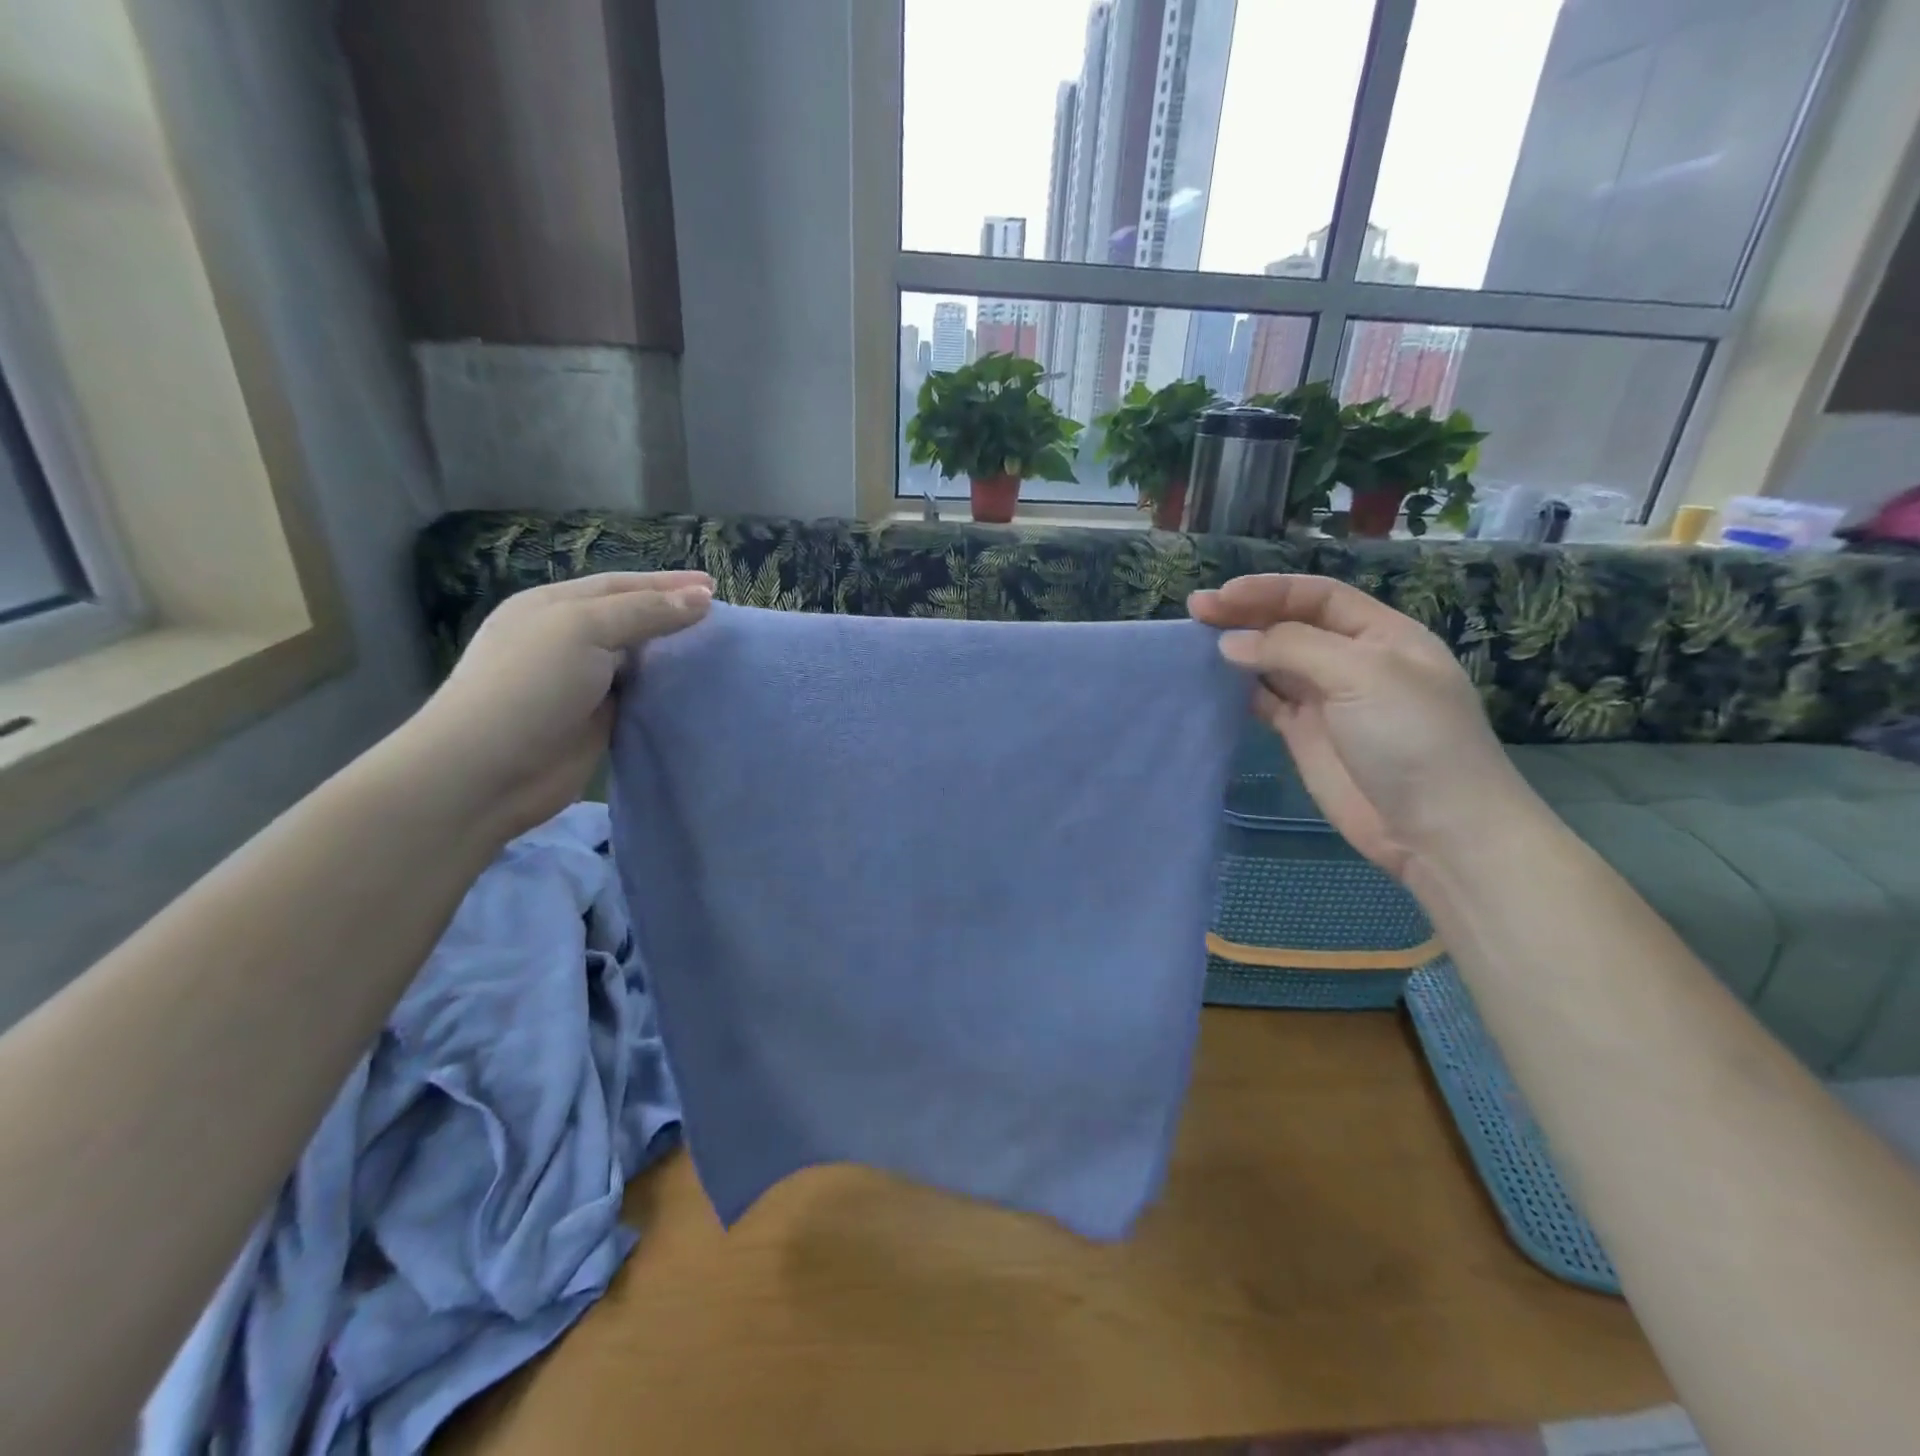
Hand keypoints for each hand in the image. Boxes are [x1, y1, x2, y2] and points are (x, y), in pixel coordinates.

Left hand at [405, 572, 712, 838]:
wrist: (487, 772)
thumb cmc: (529, 687)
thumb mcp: (583, 631)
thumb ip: (644, 613)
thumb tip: (702, 598)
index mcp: (554, 606)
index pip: (621, 585)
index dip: (667, 583)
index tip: (714, 586)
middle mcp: (567, 639)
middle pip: (631, 619)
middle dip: (674, 614)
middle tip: (722, 618)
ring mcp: (582, 682)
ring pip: (639, 659)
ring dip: (673, 653)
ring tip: (718, 649)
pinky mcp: (597, 721)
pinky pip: (641, 696)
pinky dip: (667, 689)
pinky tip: (695, 686)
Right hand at [1189, 574, 1527, 879]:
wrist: (1434, 828)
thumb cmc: (1411, 737)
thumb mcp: (1362, 674)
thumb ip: (1294, 649)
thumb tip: (1230, 642)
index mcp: (1379, 634)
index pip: (1317, 597)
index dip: (1269, 591)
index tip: (1221, 596)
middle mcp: (1350, 660)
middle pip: (1291, 625)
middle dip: (1246, 614)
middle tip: (1196, 611)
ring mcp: (1326, 699)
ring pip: (1274, 662)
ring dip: (1239, 650)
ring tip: (1195, 643)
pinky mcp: (1304, 735)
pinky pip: (1266, 701)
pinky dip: (1240, 689)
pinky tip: (1213, 682)